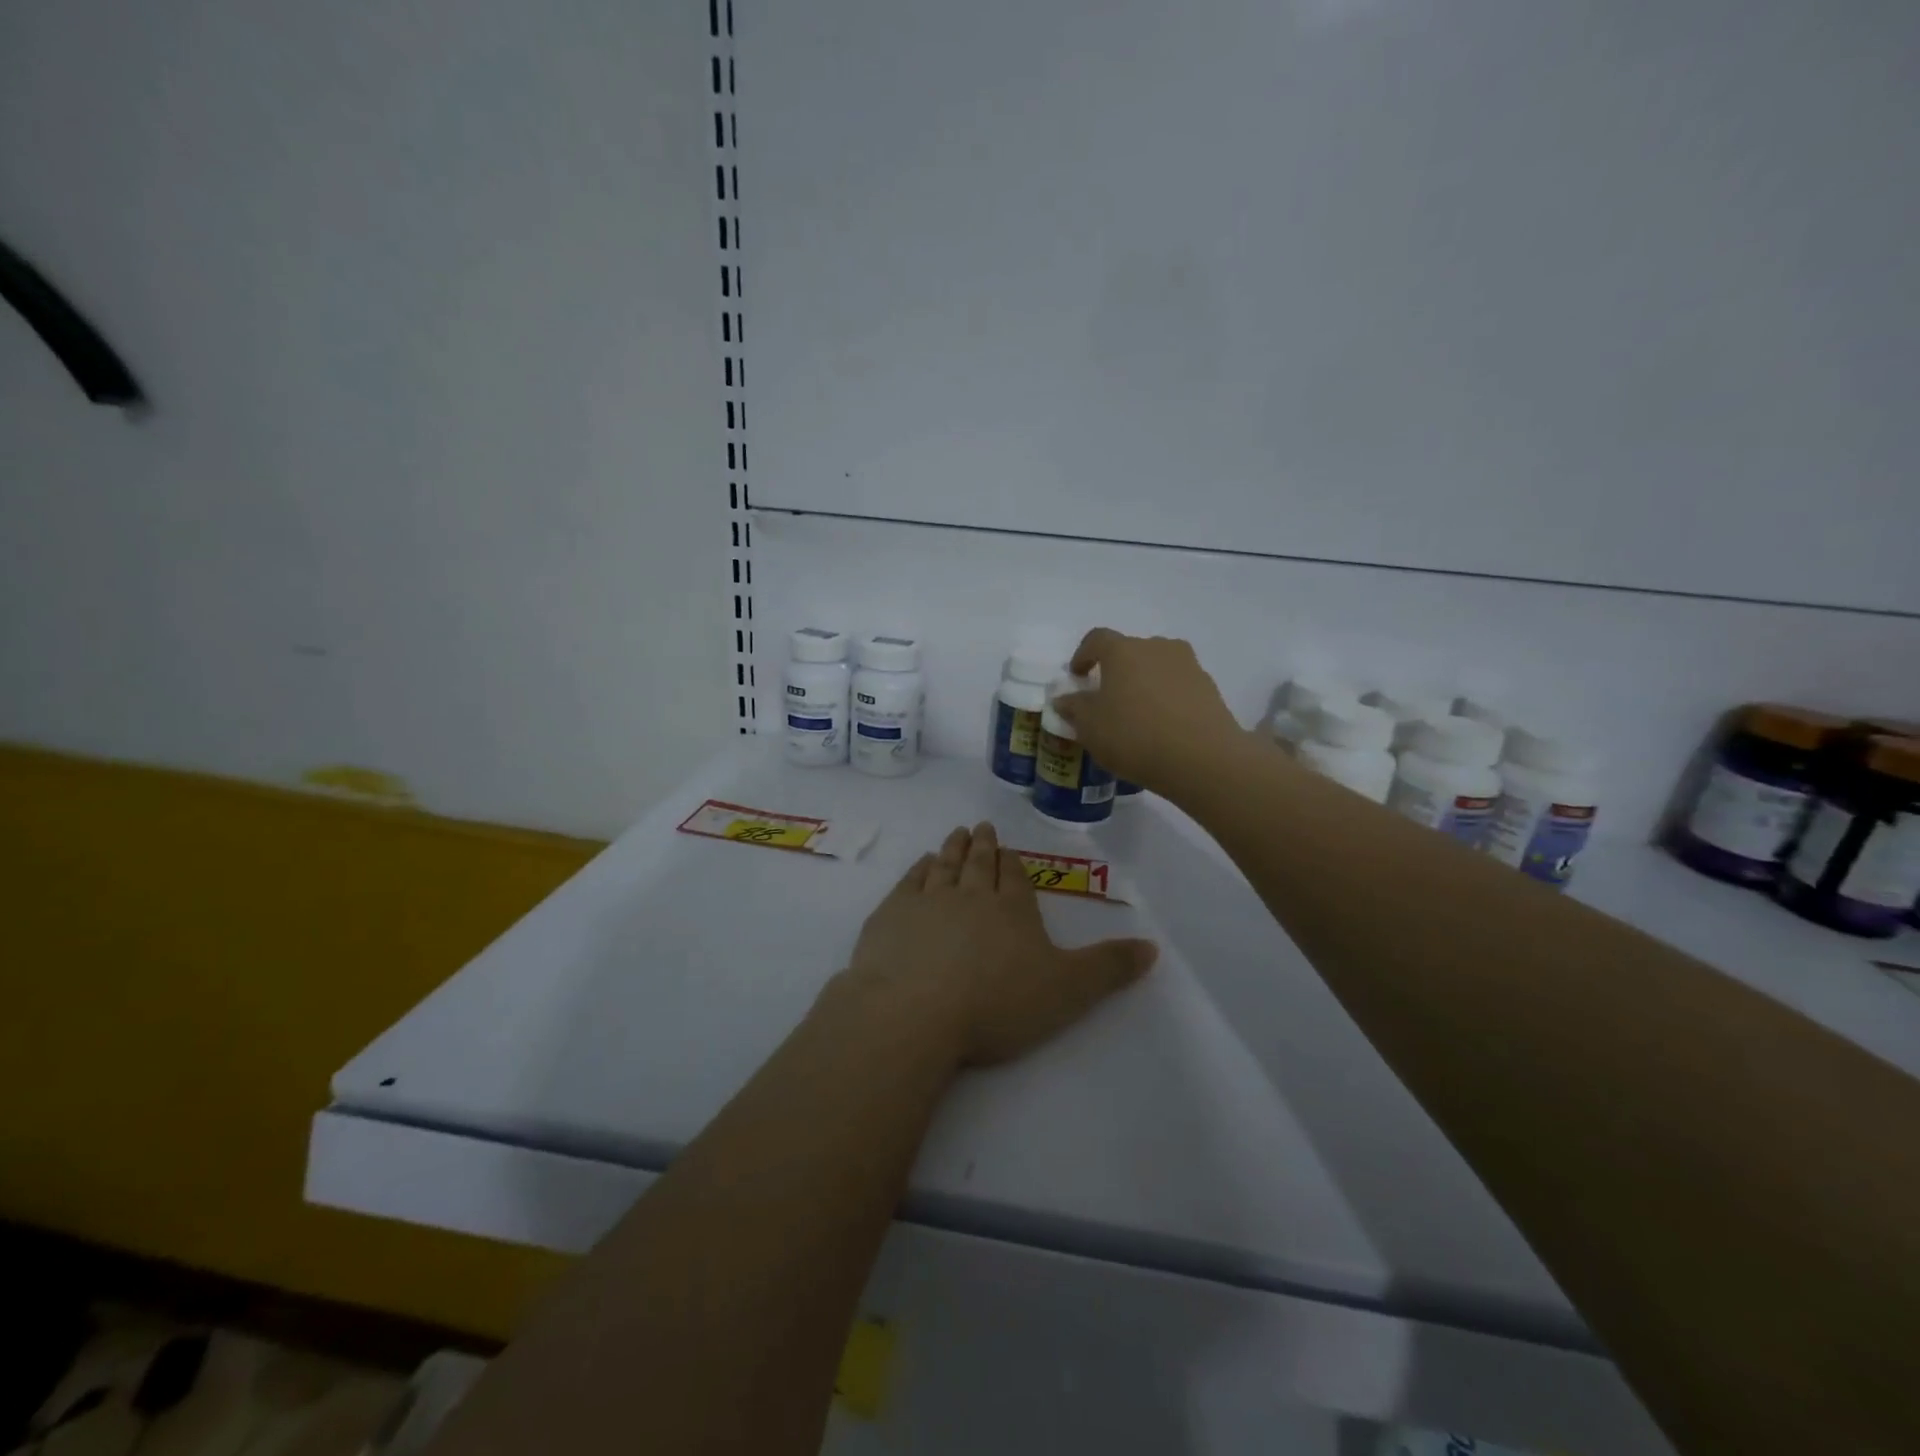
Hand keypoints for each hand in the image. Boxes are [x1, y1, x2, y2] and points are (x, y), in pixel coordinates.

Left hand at [840, 822, 1156, 1066]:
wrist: (916, 1011)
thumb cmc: (997, 1003)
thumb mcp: (1068, 991)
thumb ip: (1109, 968)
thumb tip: (1154, 947)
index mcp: (1012, 910)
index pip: (1015, 877)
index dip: (1013, 863)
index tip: (1008, 850)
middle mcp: (971, 895)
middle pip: (979, 864)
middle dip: (983, 846)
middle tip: (981, 827)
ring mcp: (927, 901)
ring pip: (945, 866)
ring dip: (952, 849)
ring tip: (956, 834)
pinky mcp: (891, 915)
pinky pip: (909, 882)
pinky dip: (918, 869)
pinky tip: (921, 864)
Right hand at [1051, 629, 1245, 792]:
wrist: (1202, 759)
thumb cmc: (1134, 736)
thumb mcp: (1090, 727)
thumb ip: (1074, 708)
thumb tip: (1065, 699)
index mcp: (1123, 650)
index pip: (1096, 639)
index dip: (1083, 654)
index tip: (1078, 675)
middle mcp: (1157, 647)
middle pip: (1130, 651)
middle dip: (1116, 670)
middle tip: (1107, 698)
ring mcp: (1188, 665)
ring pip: (1157, 667)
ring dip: (1144, 683)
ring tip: (1137, 714)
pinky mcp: (1209, 688)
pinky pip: (1178, 686)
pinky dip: (1166, 699)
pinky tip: (1162, 726)